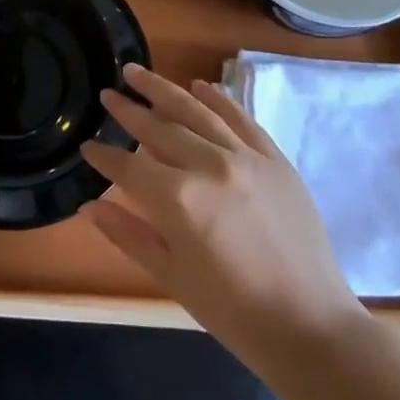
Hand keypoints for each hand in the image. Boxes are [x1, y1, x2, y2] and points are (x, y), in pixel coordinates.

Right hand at [82, 64, 364, 366]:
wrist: (312, 327)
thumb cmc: (233, 312)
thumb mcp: (172, 277)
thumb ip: (128, 234)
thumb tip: (90, 205)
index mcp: (179, 200)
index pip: (128, 167)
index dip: (104, 156)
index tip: (87, 144)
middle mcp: (209, 166)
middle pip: (158, 129)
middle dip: (128, 110)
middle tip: (107, 93)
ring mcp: (246, 158)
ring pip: (196, 111)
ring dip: (163, 89)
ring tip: (136, 71)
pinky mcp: (276, 160)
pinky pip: (241, 119)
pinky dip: (218, 99)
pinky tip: (199, 85)